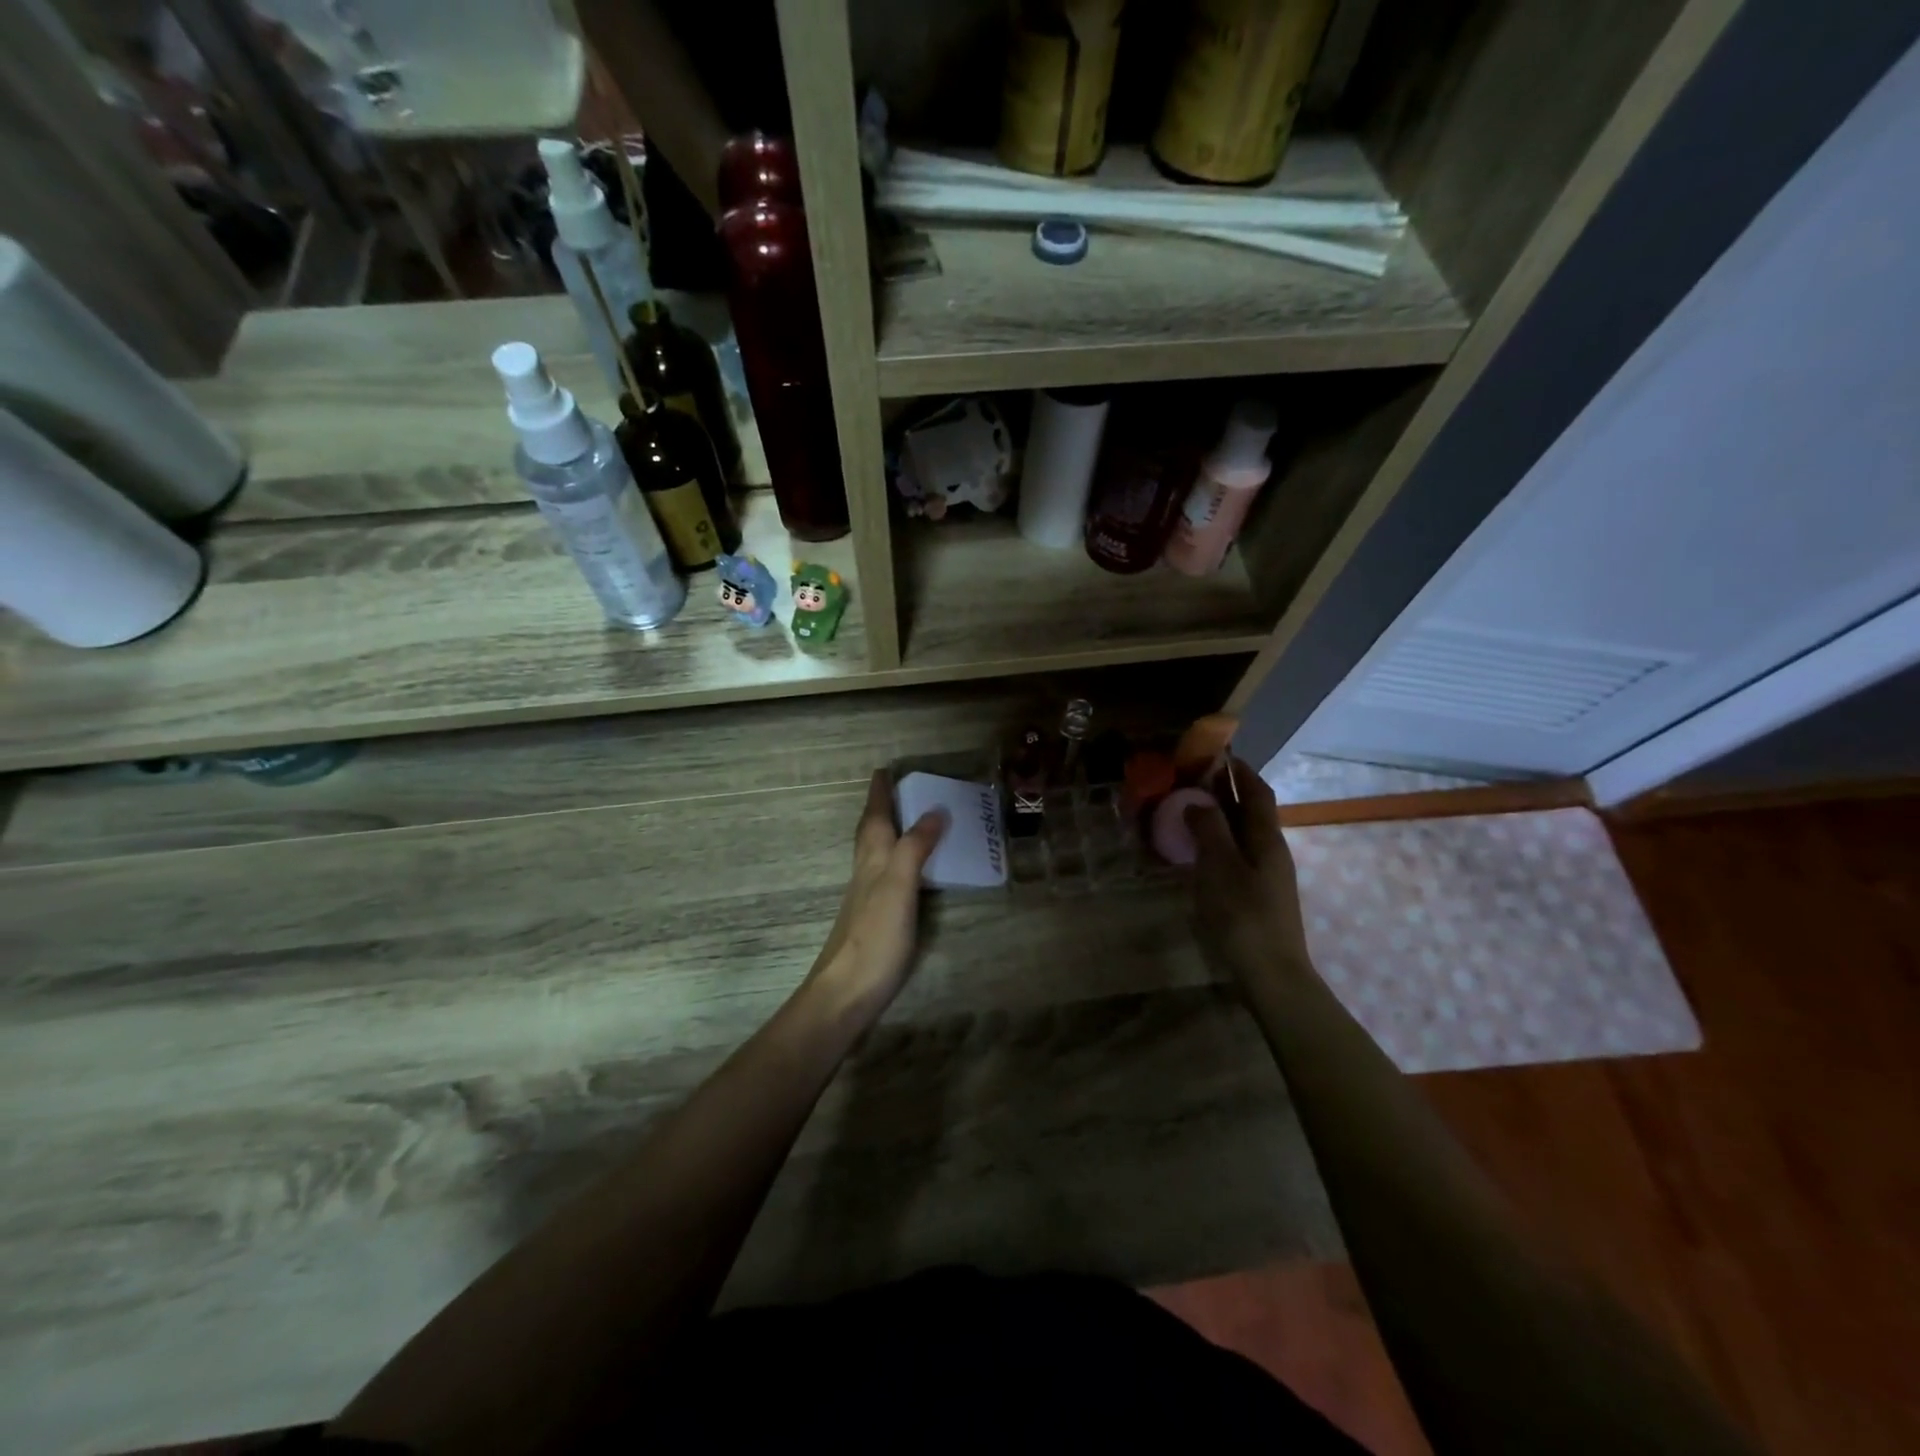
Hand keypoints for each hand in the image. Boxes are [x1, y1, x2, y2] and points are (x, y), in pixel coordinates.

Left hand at [805, 770, 948, 1017]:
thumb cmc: (874, 936)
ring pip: (876, 852)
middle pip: (870, 831)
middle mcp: (865, 871)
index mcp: (871, 858)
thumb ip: (915, 847)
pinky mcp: (874, 918)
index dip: (880, 792)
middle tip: (897, 788)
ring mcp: (867, 896)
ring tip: (908, 820)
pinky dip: (897, 859)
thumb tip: (935, 810)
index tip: (884, 768)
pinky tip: (908, 871)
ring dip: (888, 831)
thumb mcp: (898, 886)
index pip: (874, 816)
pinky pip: (886, 874)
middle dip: (881, 807)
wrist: (845, 993)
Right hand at [1184, 759, 1314, 988]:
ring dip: (1219, 817)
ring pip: (1242, 834)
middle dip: (1225, 792)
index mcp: (1267, 839)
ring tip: (1188, 810)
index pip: (1257, 792)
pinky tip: (1197, 852)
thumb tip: (1198, 801)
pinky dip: (1218, 843)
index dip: (1240, 771)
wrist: (1271, 974)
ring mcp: (1266, 875)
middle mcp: (1271, 851)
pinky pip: (1236, 855)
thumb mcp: (1220, 868)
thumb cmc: (1244, 916)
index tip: (1217, 754)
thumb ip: (1209, 830)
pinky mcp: (1257, 895)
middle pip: (1250, 812)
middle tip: (1191, 780)